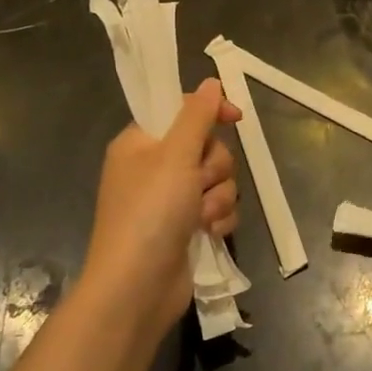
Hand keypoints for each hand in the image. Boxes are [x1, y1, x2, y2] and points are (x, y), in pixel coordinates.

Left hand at [82, 80, 241, 345]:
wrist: (136, 288)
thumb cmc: (150, 213)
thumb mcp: (175, 155)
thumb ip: (197, 115)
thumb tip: (211, 82)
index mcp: (140, 143)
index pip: (181, 110)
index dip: (209, 111)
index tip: (235, 117)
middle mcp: (154, 168)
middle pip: (207, 146)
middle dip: (214, 167)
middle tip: (198, 183)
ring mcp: (171, 200)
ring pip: (218, 179)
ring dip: (218, 197)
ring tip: (201, 218)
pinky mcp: (186, 227)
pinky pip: (219, 207)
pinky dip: (218, 219)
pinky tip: (209, 234)